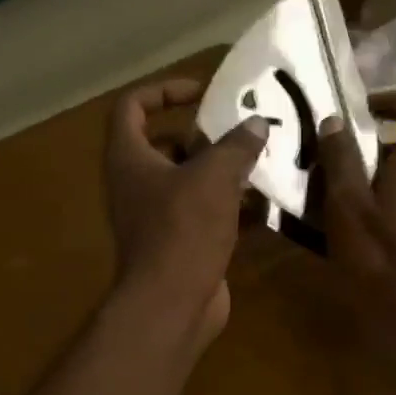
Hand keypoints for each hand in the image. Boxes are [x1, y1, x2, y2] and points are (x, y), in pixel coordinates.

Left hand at [104, 78, 268, 344]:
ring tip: (261, 161)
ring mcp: (156, 217)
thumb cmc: (183, 229)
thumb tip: (256, 124)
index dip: (164, 90)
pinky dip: (230, 206)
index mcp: (129, 158)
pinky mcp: (179, 243)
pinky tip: (265, 202)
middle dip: (204, 136)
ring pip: (189, 182)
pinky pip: (204, 213)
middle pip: (165, 145)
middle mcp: (136, 184)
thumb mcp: (214, 177)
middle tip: (241, 131)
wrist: (172, 304)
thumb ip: (236, 145)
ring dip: (221, 171)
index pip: (132, 106)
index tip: (202, 93)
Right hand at [318, 90, 395, 322]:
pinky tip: (365, 242)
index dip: (394, 100)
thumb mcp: (347, 209)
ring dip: (380, 186)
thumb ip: (340, 162)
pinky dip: (391, 213)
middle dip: (373, 152)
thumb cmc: (380, 262)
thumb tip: (335, 119)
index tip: (362, 109)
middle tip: (335, 172)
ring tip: (342, 210)